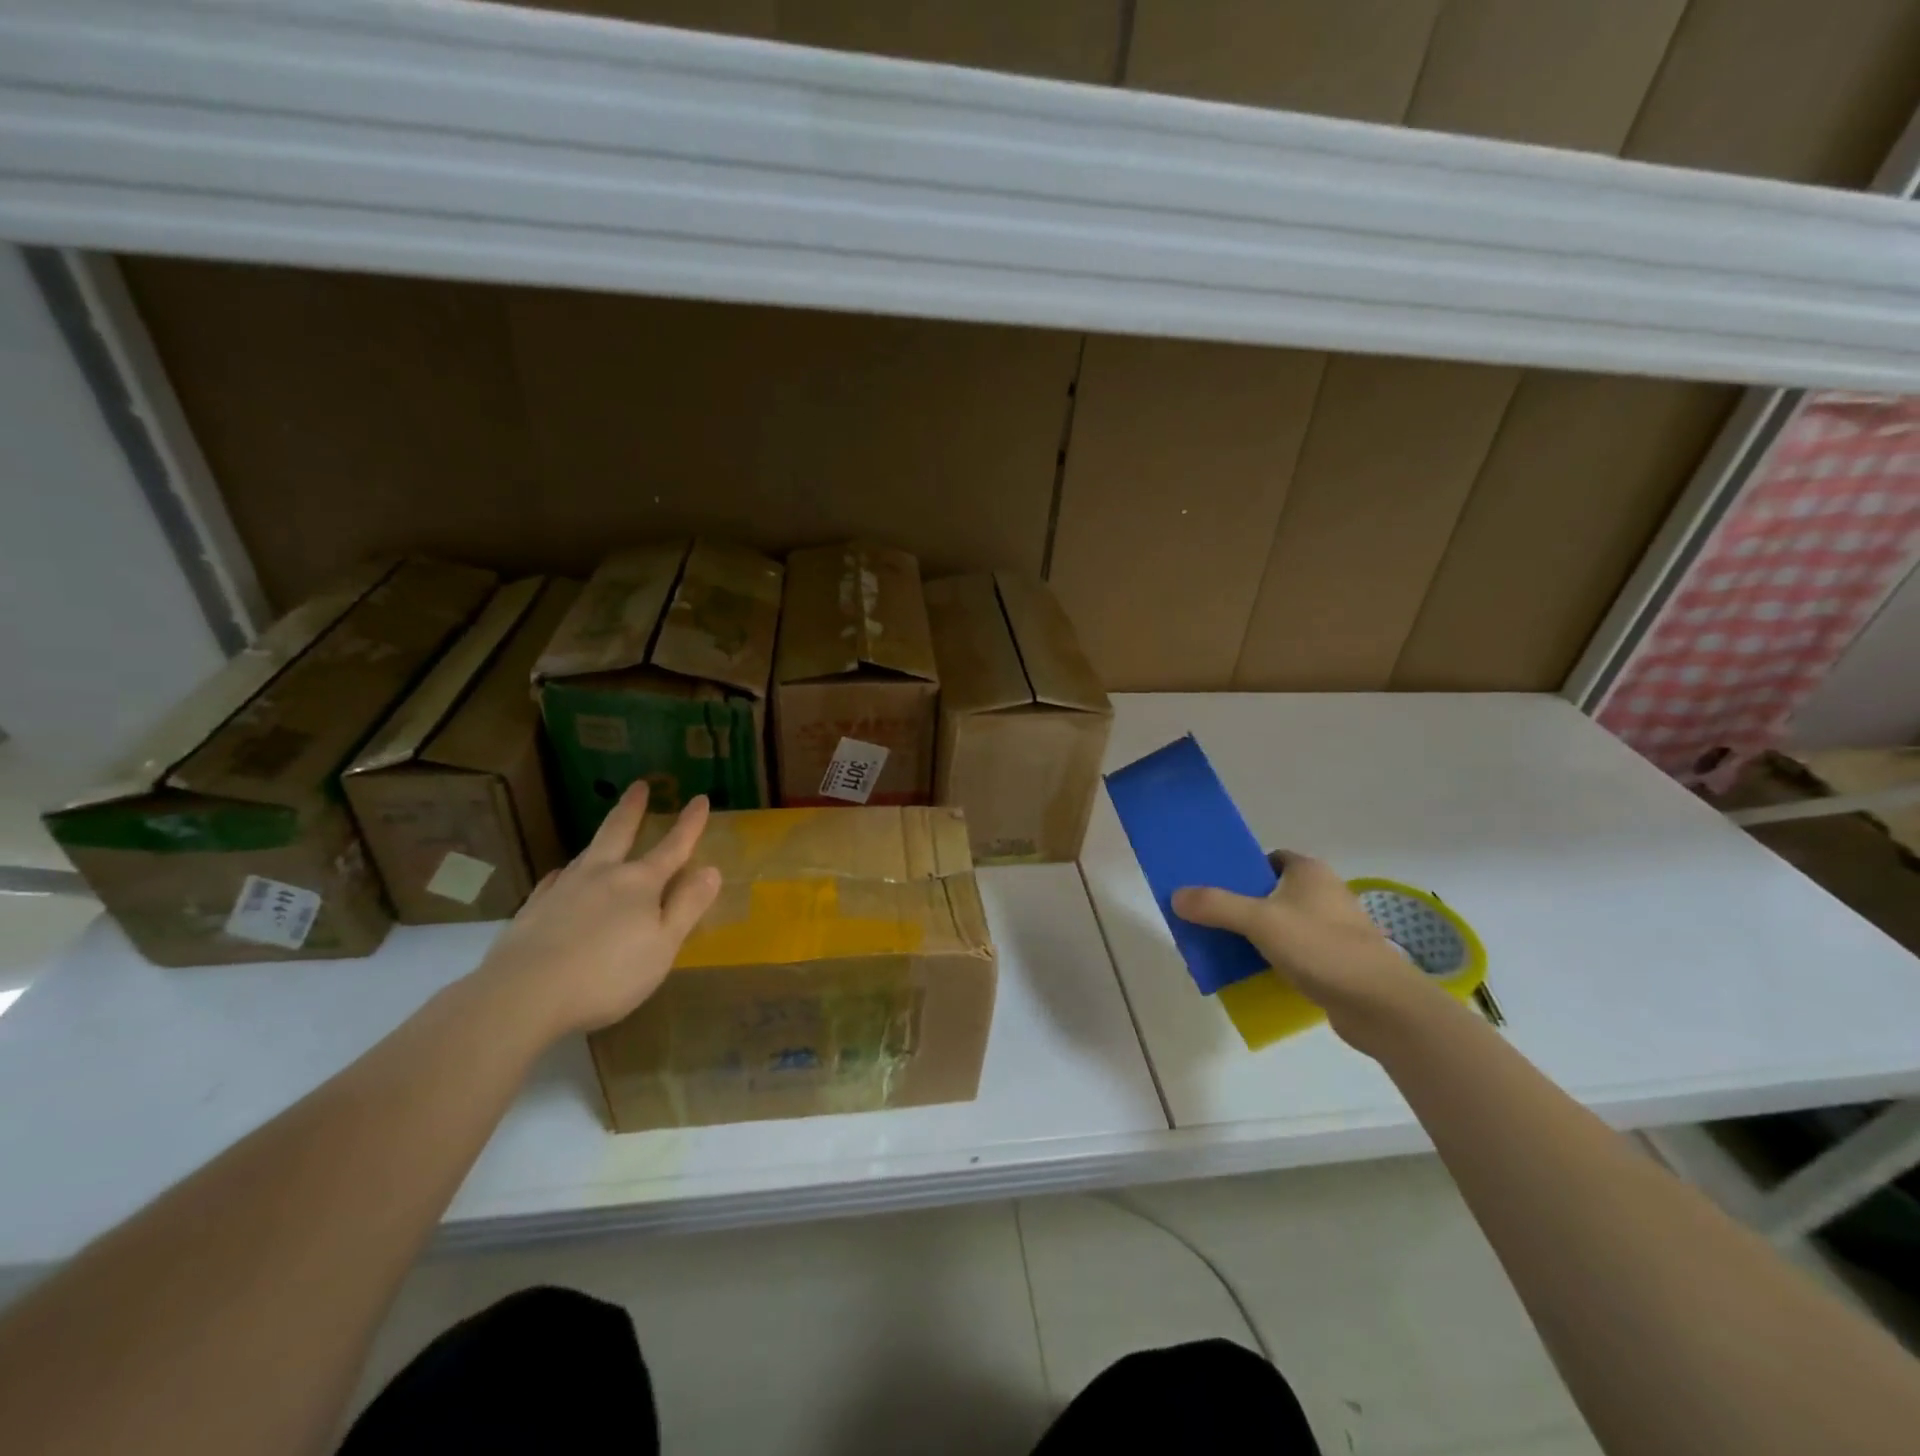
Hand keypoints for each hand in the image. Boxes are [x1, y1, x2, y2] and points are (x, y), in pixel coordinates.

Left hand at [472, 782, 721, 1039]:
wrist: (523, 994)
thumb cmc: (607, 974)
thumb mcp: (663, 945)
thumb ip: (687, 906)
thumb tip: (711, 870)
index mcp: (639, 883)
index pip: (672, 847)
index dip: (689, 824)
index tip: (700, 799)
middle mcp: (601, 875)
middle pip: (619, 833)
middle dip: (633, 809)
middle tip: (639, 785)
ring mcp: (563, 889)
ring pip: (587, 853)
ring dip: (601, 838)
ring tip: (606, 831)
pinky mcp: (533, 909)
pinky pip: (554, 881)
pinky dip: (565, 874)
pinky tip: (561, 877)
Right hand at [1172, 851, 1439, 1052]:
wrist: (1380, 1005)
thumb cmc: (1321, 947)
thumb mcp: (1260, 921)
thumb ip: (1216, 906)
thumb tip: (1176, 896)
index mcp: (1309, 871)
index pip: (1268, 858)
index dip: (1240, 869)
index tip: (1213, 884)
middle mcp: (1323, 893)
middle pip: (1270, 891)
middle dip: (1241, 904)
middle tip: (1210, 918)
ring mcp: (1333, 928)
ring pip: (1281, 923)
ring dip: (1255, 934)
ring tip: (1224, 947)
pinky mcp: (1336, 960)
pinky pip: (1294, 951)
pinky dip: (1273, 958)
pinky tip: (1253, 972)